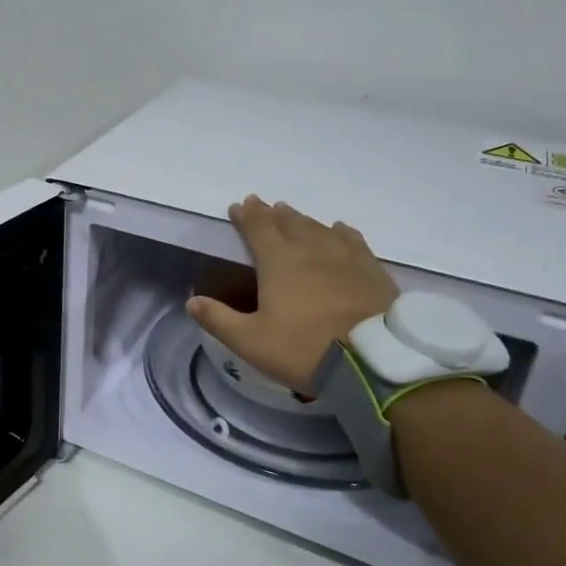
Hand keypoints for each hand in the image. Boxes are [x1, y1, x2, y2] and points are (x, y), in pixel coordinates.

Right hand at [186, 195, 399, 393]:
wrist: (373, 361)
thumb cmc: (303, 349)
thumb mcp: (251, 341)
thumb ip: (219, 320)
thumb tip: (192, 302)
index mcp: (278, 261)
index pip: (257, 228)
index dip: (246, 216)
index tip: (238, 206)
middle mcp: (310, 249)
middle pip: (288, 222)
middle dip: (272, 213)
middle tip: (262, 205)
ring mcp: (344, 256)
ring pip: (318, 227)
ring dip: (301, 219)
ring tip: (292, 214)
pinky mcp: (371, 269)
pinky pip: (352, 240)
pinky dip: (339, 231)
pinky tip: (338, 229)